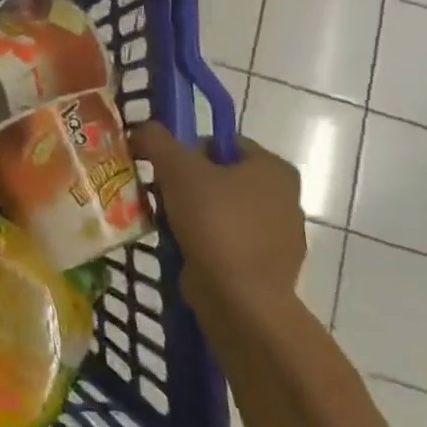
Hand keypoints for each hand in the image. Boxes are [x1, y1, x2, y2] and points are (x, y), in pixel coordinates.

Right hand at [130, 123, 306, 313]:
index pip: (222, 142)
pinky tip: (182, 249)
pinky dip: (203, 243)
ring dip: (191, 215)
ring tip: (165, 224)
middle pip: (220, 177)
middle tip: (159, 196)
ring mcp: (279, 237)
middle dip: (186, 185)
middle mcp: (285, 198)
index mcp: (274, 168)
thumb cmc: (215, 222)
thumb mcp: (178, 169)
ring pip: (221, 212)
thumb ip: (157, 140)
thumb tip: (141, 128)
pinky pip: (225, 243)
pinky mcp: (266, 268)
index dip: (187, 150)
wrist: (240, 298)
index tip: (163, 169)